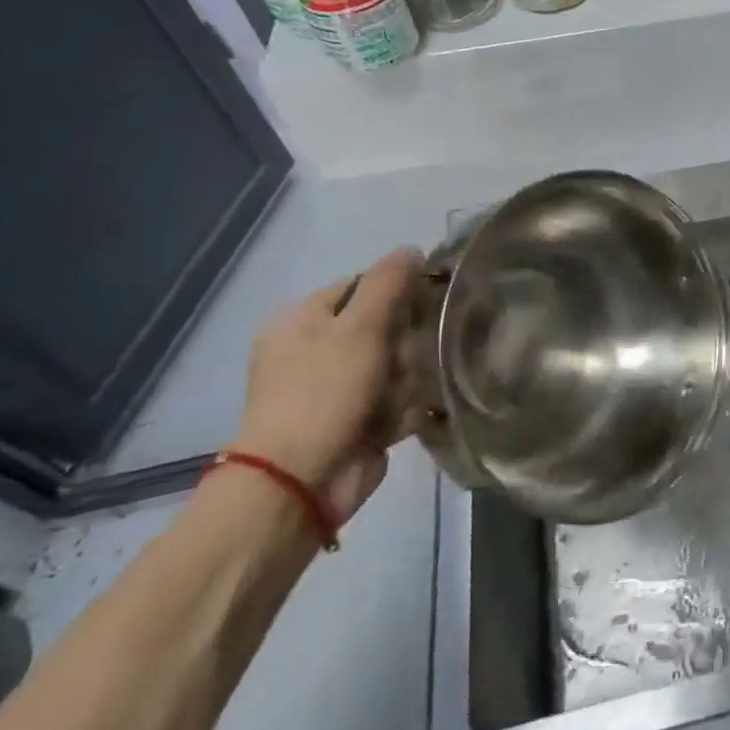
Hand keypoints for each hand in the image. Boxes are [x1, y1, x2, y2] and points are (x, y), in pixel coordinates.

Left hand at [232, 248, 423, 523]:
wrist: (301, 481)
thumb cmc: (324, 393)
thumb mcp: (358, 327)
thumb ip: (388, 283)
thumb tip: (411, 248)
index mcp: (304, 319)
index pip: (362, 284)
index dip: (397, 288)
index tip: (427, 299)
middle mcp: (318, 348)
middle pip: (386, 325)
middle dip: (404, 343)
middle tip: (402, 359)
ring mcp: (338, 387)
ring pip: (399, 363)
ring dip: (405, 379)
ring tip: (394, 399)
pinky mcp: (359, 419)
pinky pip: (398, 399)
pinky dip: (402, 409)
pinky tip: (395, 421)